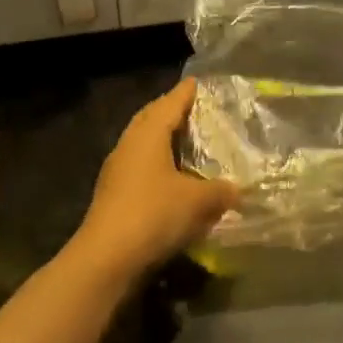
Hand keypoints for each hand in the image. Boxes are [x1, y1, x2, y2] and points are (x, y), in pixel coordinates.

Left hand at [69, 78, 239, 282]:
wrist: (106, 258)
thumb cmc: (153, 214)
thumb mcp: (198, 201)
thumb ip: (220, 191)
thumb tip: (236, 189)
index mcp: (147, 135)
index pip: (169, 103)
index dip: (185, 93)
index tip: (197, 83)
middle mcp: (129, 145)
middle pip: (150, 119)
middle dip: (170, 111)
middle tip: (192, 109)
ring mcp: (117, 171)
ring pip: (142, 144)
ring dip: (162, 140)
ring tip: (186, 142)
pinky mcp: (113, 195)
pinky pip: (139, 167)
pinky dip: (157, 165)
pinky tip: (172, 178)